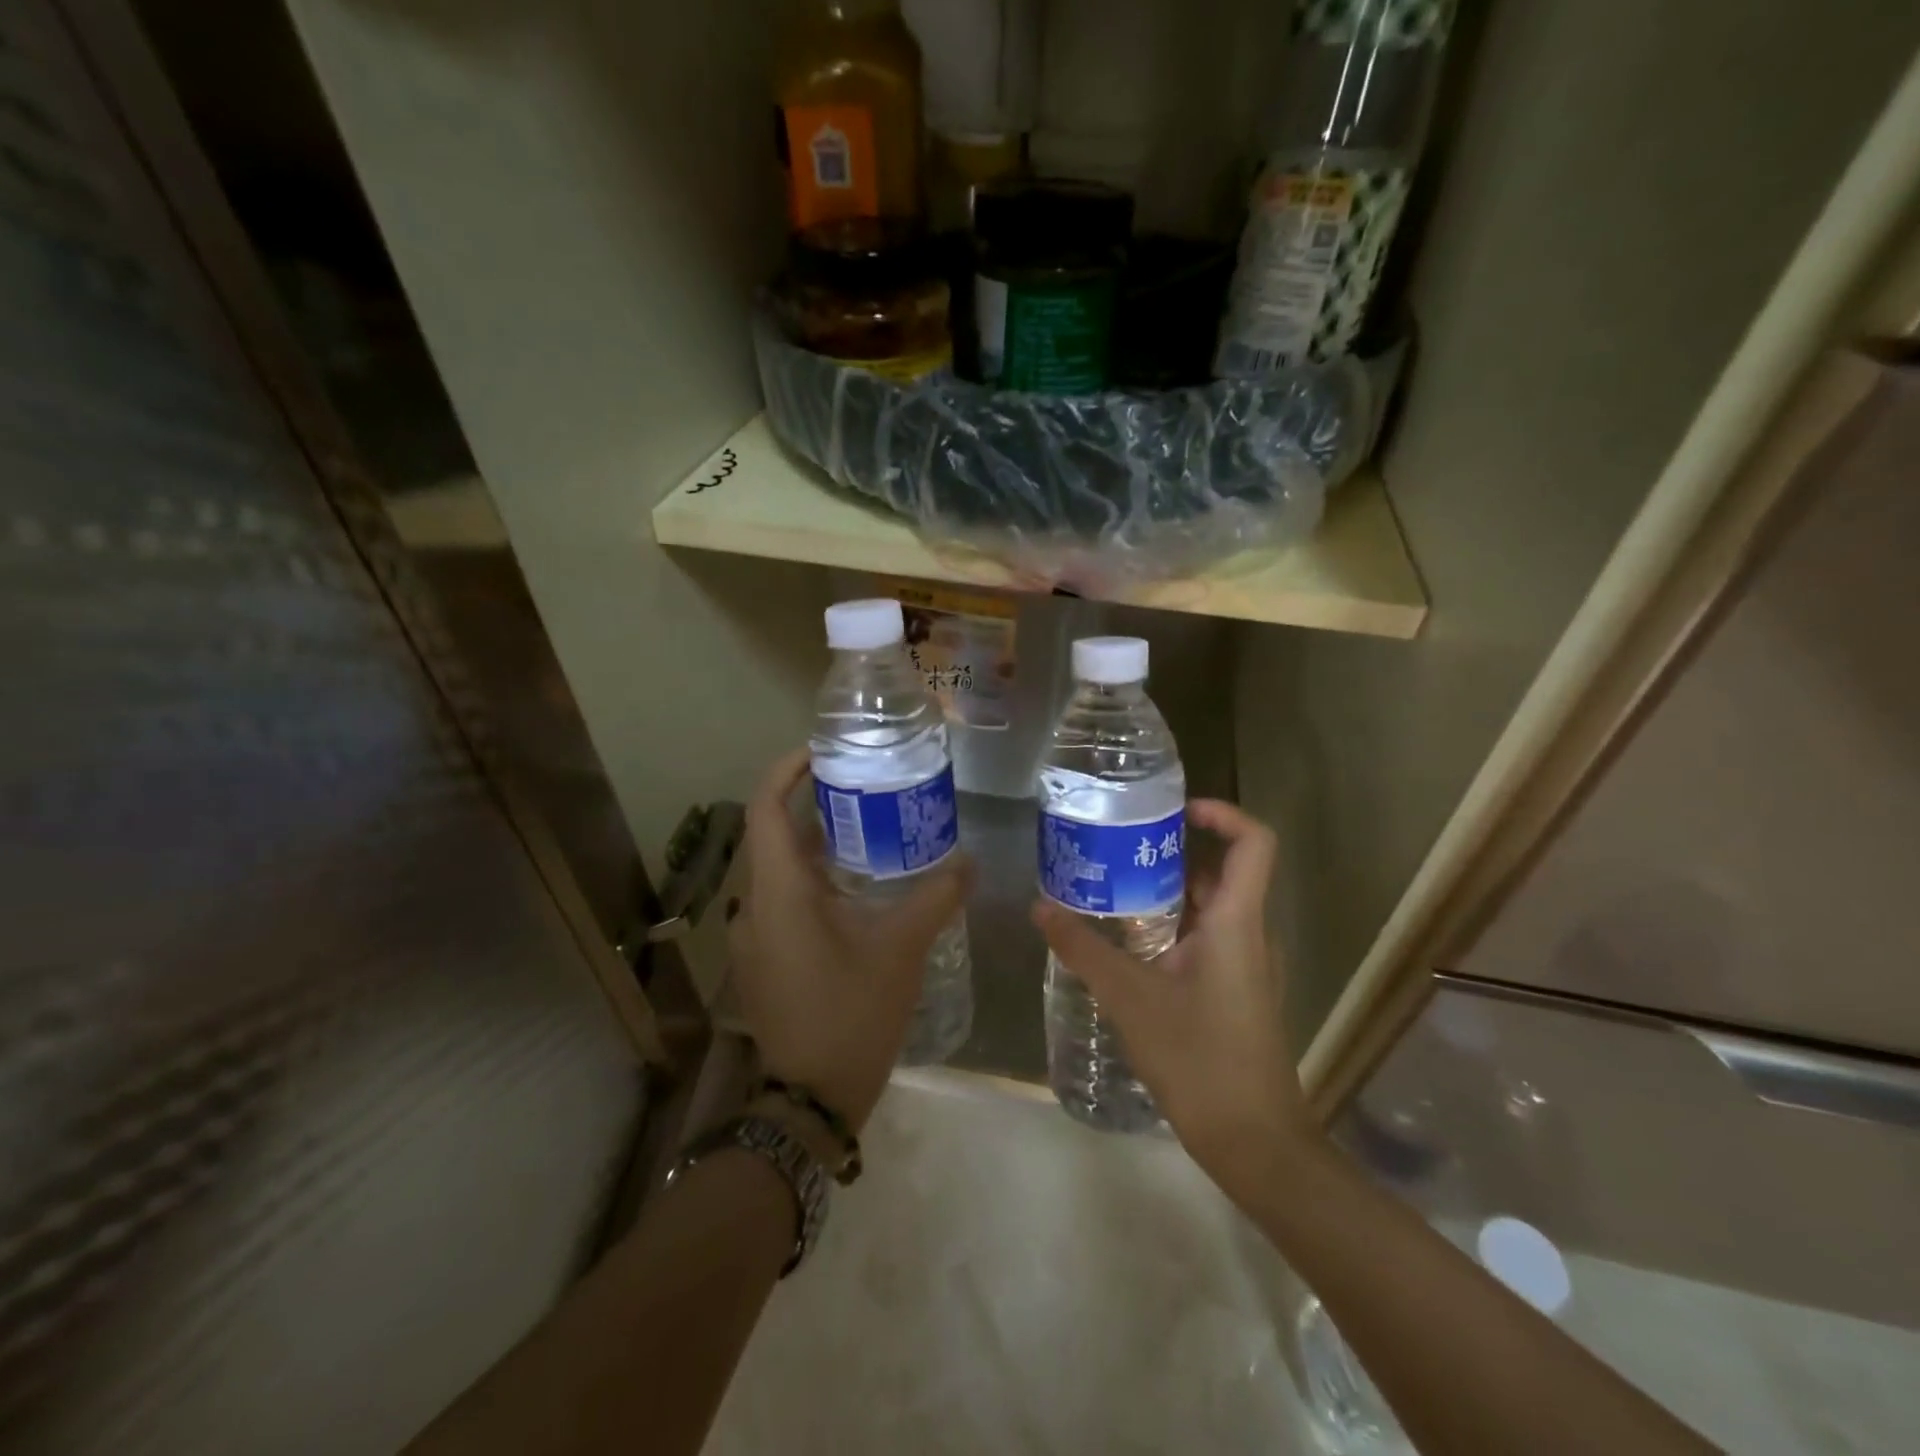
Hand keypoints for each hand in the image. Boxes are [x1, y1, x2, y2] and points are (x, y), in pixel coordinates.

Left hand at [728, 749, 972, 1130]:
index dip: (787, 770)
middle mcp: (755, 904)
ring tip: (867, 829)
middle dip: (812, 804)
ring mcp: (754, 934)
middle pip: (773, 833)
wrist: (810, 1099)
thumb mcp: (900, 949)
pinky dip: (813, 879)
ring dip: (815, 844)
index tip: (823, 751)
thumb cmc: (850, 1014)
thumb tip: (969, 861)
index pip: (765, 808)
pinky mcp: (764, 957)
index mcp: (779, 891)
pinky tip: (857, 889)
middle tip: (863, 787)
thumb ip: (936, 898)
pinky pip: (783, 899)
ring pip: (779, 869)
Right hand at [1031, 800, 1312, 1196]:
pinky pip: (1205, 941)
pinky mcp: (1235, 992)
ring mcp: (1245, 966)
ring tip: (1109, 891)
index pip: (1254, 843)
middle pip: (1221, 872)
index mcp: (1236, 922)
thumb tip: (1040, 907)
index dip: (1223, 813)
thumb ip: (1084, 949)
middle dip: (1170, 854)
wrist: (1254, 1142)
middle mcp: (1248, 934)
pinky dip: (1170, 929)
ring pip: (1209, 910)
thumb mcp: (1131, 998)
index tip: (1175, 812)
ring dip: (1165, 894)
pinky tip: (1125, 948)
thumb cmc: (1200, 1058)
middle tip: (1115, 850)